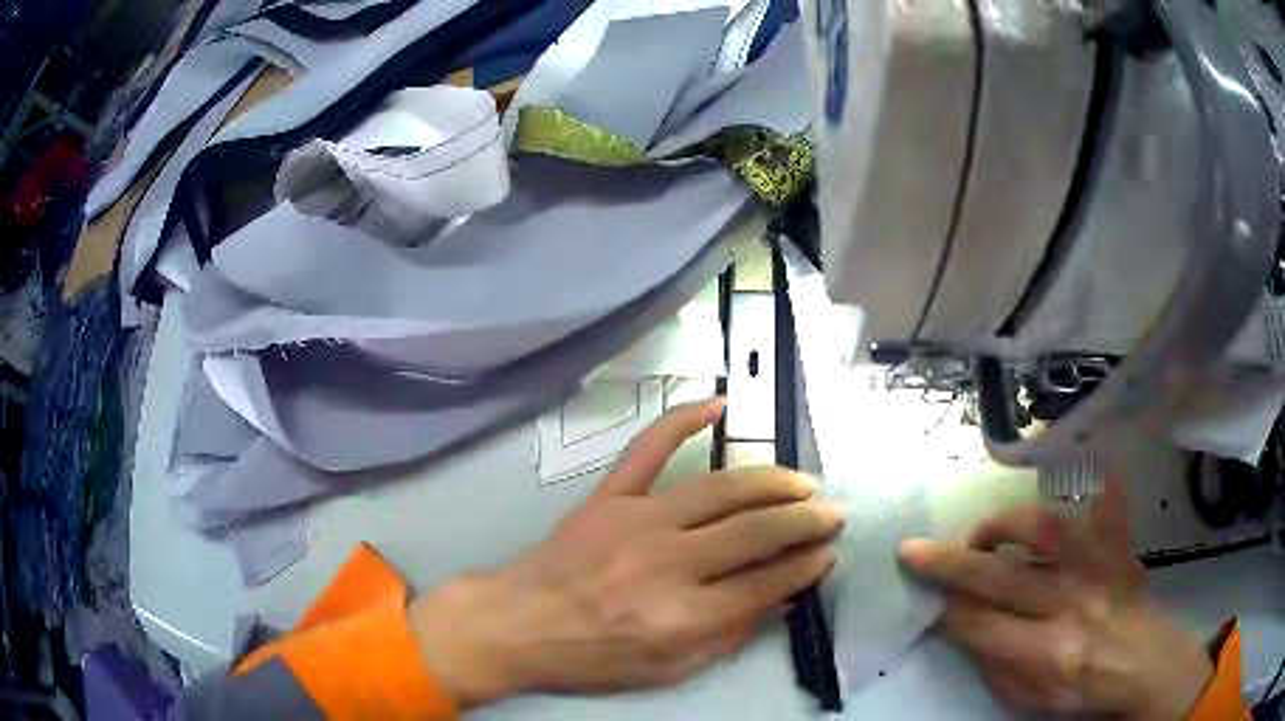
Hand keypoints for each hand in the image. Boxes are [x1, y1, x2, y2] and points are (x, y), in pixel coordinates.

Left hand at [410, 398, 843, 706]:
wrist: (518, 622)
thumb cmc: (592, 657)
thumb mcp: (667, 671)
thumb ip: (728, 637)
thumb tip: (782, 600)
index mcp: (684, 615)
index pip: (767, 583)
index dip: (807, 566)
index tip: (830, 552)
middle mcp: (670, 562)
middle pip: (755, 532)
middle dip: (805, 521)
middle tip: (833, 513)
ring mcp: (638, 520)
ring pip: (721, 489)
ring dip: (770, 481)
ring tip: (802, 483)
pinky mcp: (610, 496)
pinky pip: (648, 448)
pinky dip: (683, 419)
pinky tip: (720, 402)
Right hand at [899, 479, 1213, 718]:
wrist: (1144, 669)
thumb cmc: (1083, 693)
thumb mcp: (1029, 702)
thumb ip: (993, 666)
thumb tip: (961, 627)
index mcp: (1046, 652)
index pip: (979, 625)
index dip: (947, 611)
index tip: (930, 600)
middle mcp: (1070, 604)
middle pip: (1000, 576)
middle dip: (949, 563)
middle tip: (915, 550)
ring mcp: (1099, 569)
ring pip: (1046, 530)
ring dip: (1004, 524)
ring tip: (984, 533)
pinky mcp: (1119, 548)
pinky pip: (1111, 507)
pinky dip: (1103, 485)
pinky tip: (1098, 464)